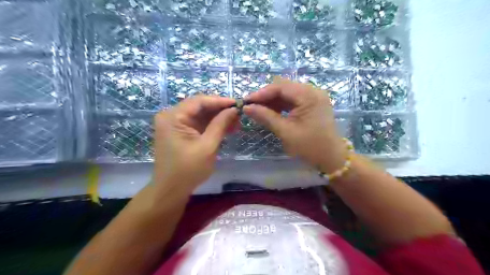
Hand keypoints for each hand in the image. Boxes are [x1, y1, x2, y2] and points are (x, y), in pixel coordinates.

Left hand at [153, 96, 236, 194]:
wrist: (171, 191)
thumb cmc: (188, 170)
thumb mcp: (207, 146)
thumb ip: (220, 125)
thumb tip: (234, 109)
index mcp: (173, 117)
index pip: (199, 101)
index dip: (220, 101)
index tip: (238, 104)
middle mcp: (171, 116)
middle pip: (200, 107)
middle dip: (220, 111)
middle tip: (239, 115)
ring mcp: (175, 124)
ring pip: (201, 115)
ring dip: (218, 118)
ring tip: (236, 123)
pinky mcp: (181, 132)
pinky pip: (198, 124)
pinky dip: (212, 126)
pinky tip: (227, 128)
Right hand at [244, 77, 343, 172]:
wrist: (331, 158)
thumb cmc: (310, 146)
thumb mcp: (285, 131)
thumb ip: (265, 117)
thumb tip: (246, 108)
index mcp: (309, 95)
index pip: (280, 87)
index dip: (261, 93)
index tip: (246, 102)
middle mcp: (312, 91)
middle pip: (283, 87)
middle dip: (266, 97)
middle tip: (251, 107)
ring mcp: (313, 97)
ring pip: (287, 93)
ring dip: (272, 101)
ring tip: (258, 110)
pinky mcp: (312, 103)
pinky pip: (292, 100)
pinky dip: (280, 105)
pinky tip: (270, 112)